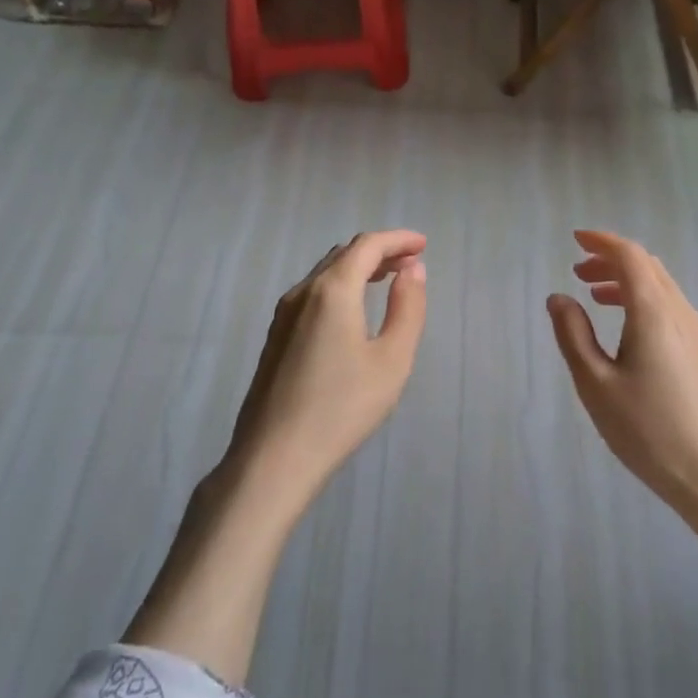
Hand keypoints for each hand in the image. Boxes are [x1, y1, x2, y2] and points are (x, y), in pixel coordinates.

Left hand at [226, 230, 427, 504]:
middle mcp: (303, 292)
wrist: (273, 458)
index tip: (424, 245)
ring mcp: (283, 314)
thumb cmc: (342, 409)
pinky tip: (353, 310)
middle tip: (411, 263)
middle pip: (344, 254)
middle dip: (380, 251)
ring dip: (359, 268)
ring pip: (325, 273)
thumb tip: (413, 270)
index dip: (398, 239)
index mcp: (332, 290)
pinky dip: (340, 286)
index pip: (368, 246)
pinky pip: (313, 293)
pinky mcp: (275, 337)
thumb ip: (408, 308)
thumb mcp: (392, 360)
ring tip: (388, 280)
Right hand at [547, 230, 697, 514]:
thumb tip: (559, 299)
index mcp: (653, 313)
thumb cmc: (649, 431)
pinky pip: (671, 306)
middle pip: (648, 267)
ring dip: (628, 280)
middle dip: (612, 260)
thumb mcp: (596, 385)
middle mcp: (681, 312)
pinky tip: (628, 328)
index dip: (602, 242)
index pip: (630, 257)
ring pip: (662, 286)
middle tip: (579, 272)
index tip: (575, 240)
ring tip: (596, 296)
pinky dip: (644, 299)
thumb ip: (573, 336)